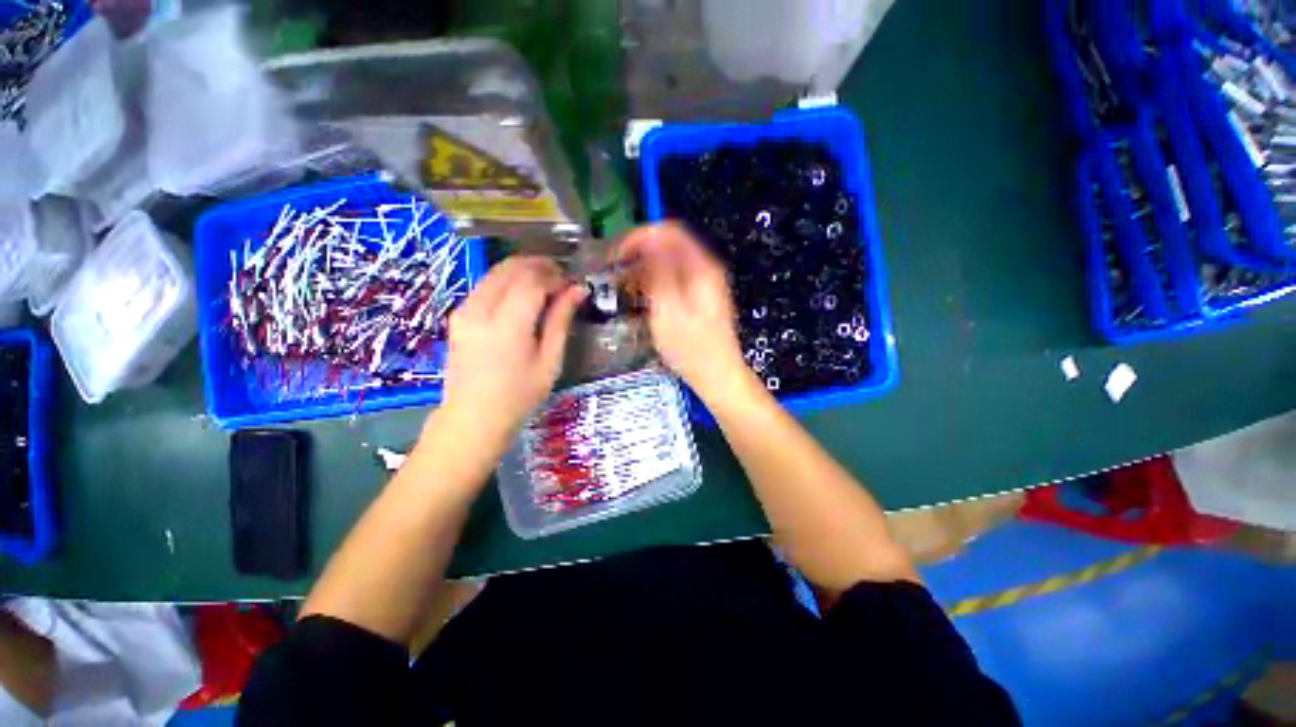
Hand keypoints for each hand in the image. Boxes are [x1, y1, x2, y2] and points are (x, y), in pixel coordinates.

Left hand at [433, 256, 584, 448]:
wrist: (473, 417)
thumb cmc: (519, 396)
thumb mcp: (549, 361)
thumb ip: (561, 320)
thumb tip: (578, 289)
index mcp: (506, 327)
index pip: (532, 282)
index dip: (555, 277)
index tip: (572, 284)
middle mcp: (479, 311)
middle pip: (510, 269)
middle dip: (539, 266)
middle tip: (562, 277)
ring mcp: (463, 311)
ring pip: (495, 272)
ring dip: (523, 270)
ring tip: (546, 284)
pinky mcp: (457, 315)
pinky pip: (485, 285)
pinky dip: (507, 281)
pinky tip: (523, 295)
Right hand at [618, 222, 749, 399]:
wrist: (717, 376)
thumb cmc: (692, 349)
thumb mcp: (669, 311)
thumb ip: (658, 271)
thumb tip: (648, 239)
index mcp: (700, 267)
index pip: (667, 231)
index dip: (638, 238)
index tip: (616, 256)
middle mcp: (705, 269)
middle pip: (667, 245)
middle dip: (638, 255)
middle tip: (616, 274)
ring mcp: (703, 282)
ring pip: (668, 262)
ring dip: (644, 270)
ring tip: (625, 289)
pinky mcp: (698, 296)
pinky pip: (672, 278)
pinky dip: (654, 283)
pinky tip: (642, 299)